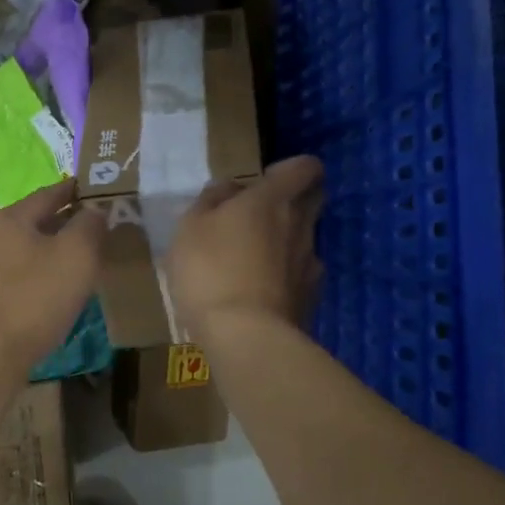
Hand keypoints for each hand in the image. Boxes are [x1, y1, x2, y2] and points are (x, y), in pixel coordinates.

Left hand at [0, 180, 107, 375]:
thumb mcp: (76, 256)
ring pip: (23, 252)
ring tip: (76, 265)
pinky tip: (49, 295)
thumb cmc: (34, 300)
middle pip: (34, 222)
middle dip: (64, 224)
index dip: (76, 191)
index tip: (96, 191)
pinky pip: (14, 279)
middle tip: (94, 231)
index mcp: (9, 218)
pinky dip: (35, 279)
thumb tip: (94, 210)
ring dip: (49, 253)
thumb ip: (90, 225)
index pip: (49, 193)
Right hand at [166, 155, 324, 338]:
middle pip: (314, 199)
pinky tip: (261, 293)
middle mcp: (300, 224)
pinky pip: (302, 275)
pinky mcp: (312, 298)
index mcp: (273, 199)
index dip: (292, 169)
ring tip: (253, 262)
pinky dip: (286, 277)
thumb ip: (211, 200)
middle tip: (260, 216)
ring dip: (286, 242)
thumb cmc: (210, 270)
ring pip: (306, 239)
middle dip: (295, 200)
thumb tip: (230, 189)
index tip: (266, 180)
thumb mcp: (190, 227)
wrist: (245, 337)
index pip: (306, 167)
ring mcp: (310, 263)